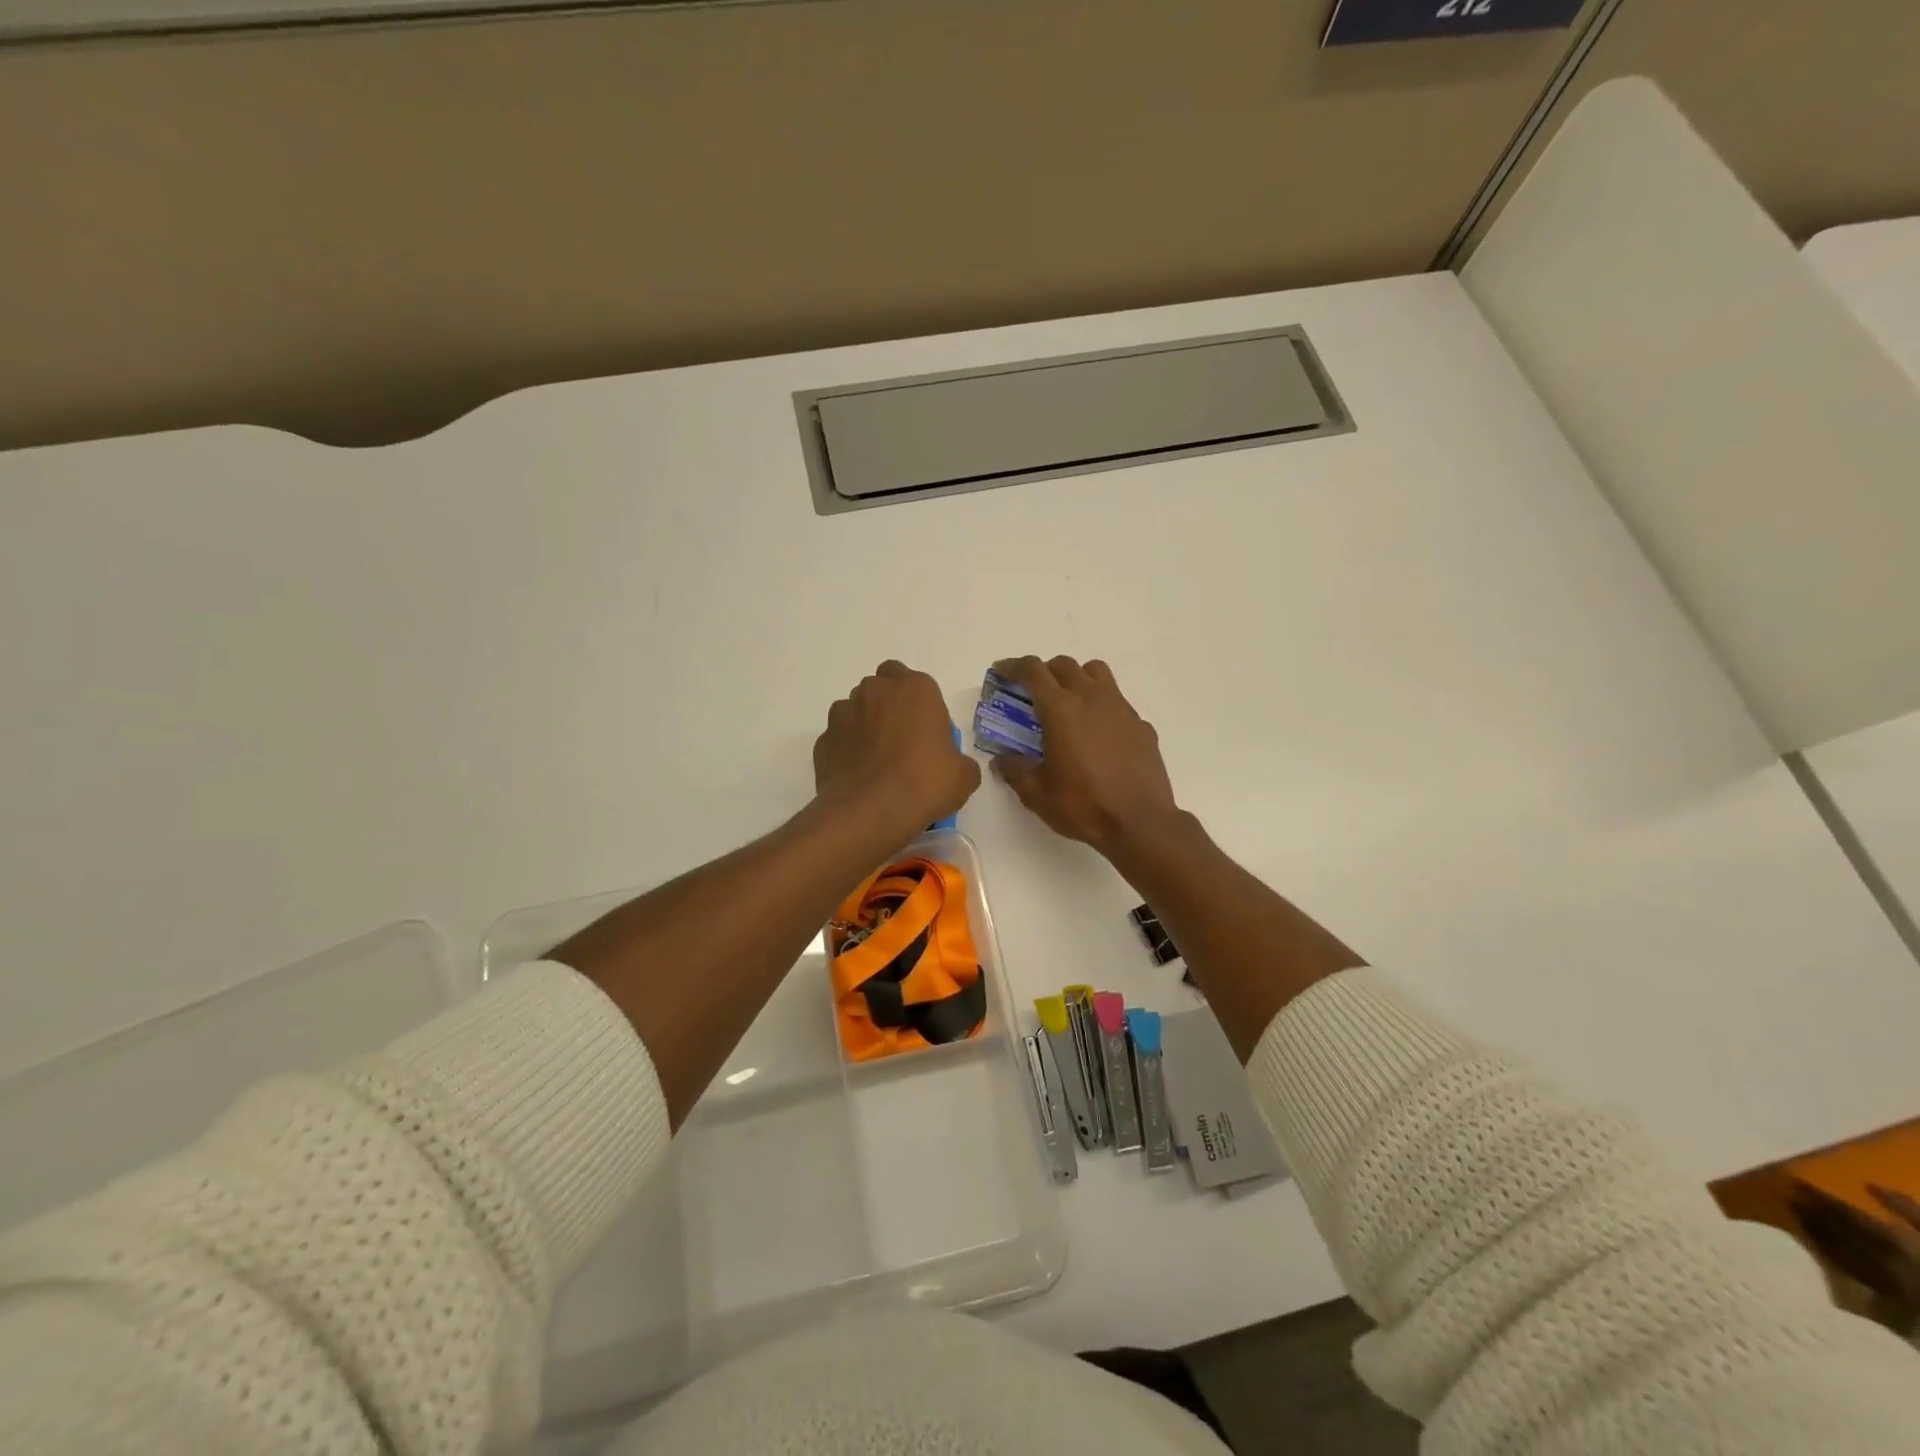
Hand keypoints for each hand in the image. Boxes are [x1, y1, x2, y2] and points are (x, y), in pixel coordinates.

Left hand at [814, 661, 981, 841]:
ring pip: (855, 710)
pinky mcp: (822, 740)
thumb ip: (959, 760)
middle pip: (881, 688)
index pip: (913, 680)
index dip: (918, 703)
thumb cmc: (924, 784)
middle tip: (901, 741)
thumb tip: (951, 765)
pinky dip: (847, 751)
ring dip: (865, 726)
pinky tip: (858, 777)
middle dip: (888, 706)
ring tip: (876, 762)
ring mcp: (843, 714)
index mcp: (914, 689)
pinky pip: (839, 739)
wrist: (870, 813)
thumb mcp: (963, 776)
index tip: (926, 730)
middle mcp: (875, 691)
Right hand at [990, 656, 1179, 855]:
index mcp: (1061, 710)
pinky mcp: (1140, 724)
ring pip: (1095, 672)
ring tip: (1068, 702)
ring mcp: (1120, 708)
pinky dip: (1101, 705)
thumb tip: (1001, 760)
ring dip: (1076, 678)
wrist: (1140, 822)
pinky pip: (1117, 701)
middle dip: (1043, 672)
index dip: (1012, 666)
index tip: (1000, 672)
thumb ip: (1015, 771)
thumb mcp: (1037, 794)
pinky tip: (1097, 734)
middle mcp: (1091, 698)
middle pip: (1063, 665)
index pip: (1032, 671)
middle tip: (1031, 693)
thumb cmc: (1083, 806)